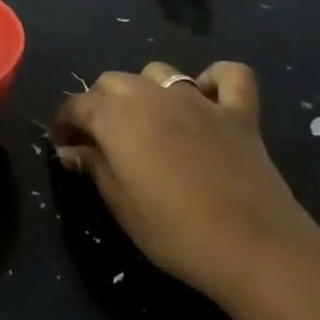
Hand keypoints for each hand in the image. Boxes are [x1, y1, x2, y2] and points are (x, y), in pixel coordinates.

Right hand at [53, 61, 319, 299]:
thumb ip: (93, 167)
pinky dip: (215, 80)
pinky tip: (208, 99)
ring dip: (146, 89)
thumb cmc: (174, 231)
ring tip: (149, 120)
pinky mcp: (239, 111)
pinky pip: (228, 76)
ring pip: (160, 73)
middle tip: (102, 139)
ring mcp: (199, 99)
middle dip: (100, 103)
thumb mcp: (120, 205)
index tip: (65, 145)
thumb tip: (71, 149)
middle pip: (113, 81)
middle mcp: (152, 94)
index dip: (65, 123)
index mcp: (116, 116)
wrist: (253, 246)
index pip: (77, 105)